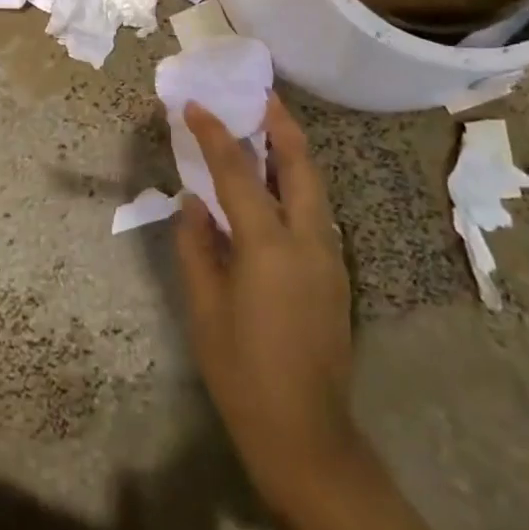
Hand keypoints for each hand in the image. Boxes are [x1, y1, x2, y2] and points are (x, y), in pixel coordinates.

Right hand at [176, 95, 361, 529]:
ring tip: (268, 127)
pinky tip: (275, 186)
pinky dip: (296, 184)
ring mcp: (329, 257)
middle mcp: (307, 240)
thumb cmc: (242, 372)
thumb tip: (194, 203)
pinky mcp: (335, 274)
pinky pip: (315, 211)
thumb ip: (196, 246)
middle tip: (261, 94)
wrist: (306, 435)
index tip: (195, 105)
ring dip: (292, 151)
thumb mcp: (204, 308)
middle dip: (281, 124)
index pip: (237, 173)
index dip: (214, 135)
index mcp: (268, 245)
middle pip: (299, 164)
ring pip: (314, 186)